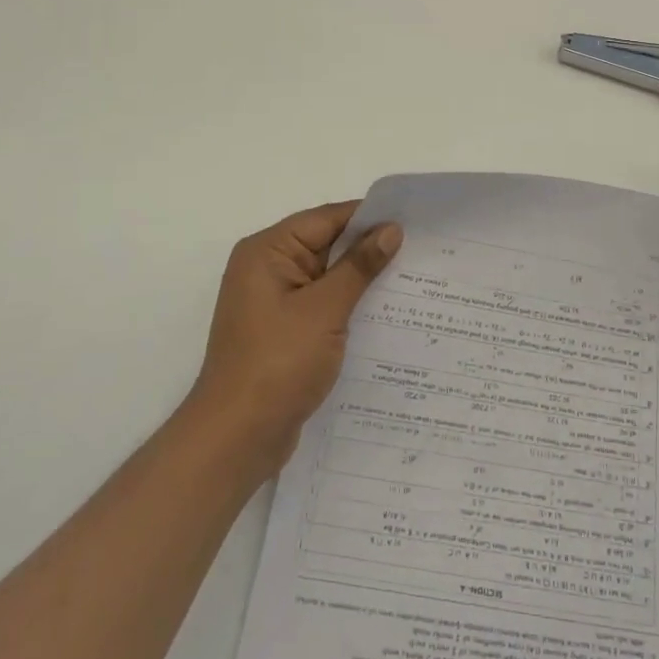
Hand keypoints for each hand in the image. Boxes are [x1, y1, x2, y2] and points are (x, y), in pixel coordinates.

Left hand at [187, 202, 402, 474]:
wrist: (236, 439)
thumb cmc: (278, 364)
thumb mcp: (325, 309)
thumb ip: (359, 266)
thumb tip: (391, 230)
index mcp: (268, 251)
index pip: (327, 219)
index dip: (369, 218)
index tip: (414, 222)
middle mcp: (267, 268)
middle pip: (327, 245)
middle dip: (370, 249)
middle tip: (422, 251)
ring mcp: (274, 302)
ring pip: (328, 277)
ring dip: (362, 281)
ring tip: (414, 280)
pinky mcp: (283, 331)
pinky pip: (322, 305)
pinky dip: (349, 306)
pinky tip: (386, 314)